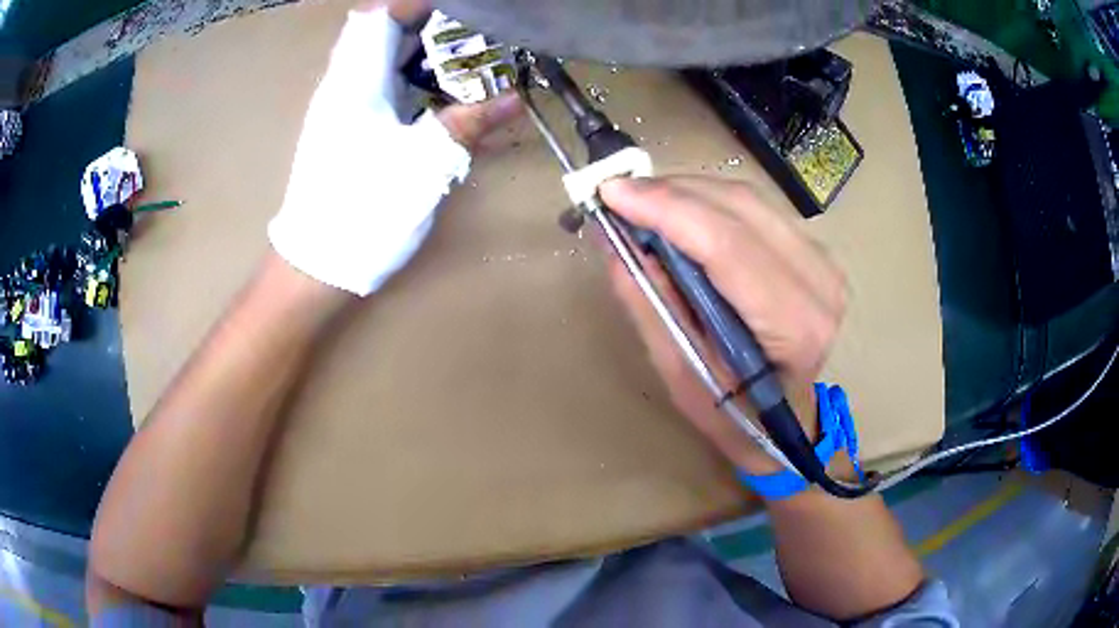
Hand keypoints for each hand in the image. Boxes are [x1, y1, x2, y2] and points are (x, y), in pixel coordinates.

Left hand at [269, 4, 521, 295]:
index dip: (417, 4)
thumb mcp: (423, 166)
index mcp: (356, 81)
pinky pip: (381, 86)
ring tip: (467, 55)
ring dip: (422, 50)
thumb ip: (468, 124)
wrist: (316, 264)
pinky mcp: (346, 129)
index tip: (462, 9)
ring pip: (381, 58)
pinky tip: (441, 93)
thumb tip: (514, 99)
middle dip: (428, 24)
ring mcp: (342, 107)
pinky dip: (412, 78)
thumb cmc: (362, 211)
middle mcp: (343, 85)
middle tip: (474, 31)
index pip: (380, 16)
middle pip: (382, 31)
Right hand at [599, 177, 846, 473]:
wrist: (786, 420)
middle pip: (740, 209)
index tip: (612, 192)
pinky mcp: (814, 251)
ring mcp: (823, 262)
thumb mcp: (681, 373)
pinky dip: (710, 202)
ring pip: (747, 199)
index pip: (728, 245)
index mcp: (795, 326)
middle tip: (617, 195)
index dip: (667, 210)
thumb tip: (615, 240)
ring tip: (641, 203)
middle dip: (671, 193)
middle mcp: (820, 283)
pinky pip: (755, 208)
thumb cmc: (735, 415)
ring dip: (688, 192)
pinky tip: (679, 212)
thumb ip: (651, 304)